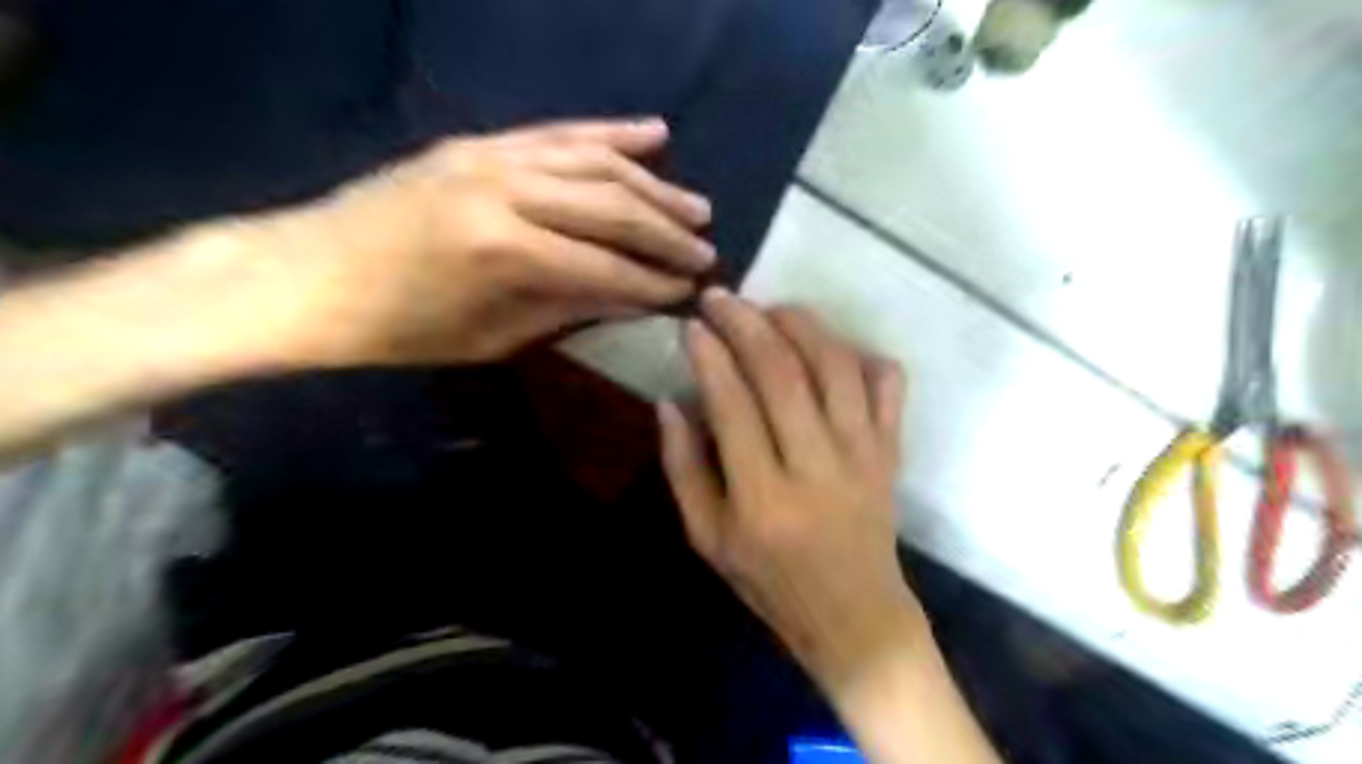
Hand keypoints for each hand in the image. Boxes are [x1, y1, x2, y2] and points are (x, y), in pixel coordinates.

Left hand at [251, 116, 713, 365]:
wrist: (306, 274)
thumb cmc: (398, 327)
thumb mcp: (490, 338)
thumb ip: (567, 309)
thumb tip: (632, 297)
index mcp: (503, 252)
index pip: (605, 267)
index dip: (654, 282)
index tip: (691, 292)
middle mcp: (505, 190)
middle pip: (612, 206)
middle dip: (667, 232)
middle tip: (707, 250)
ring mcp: (491, 155)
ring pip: (595, 162)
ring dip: (653, 184)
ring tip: (696, 205)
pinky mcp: (480, 141)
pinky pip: (558, 132)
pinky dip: (610, 134)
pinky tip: (653, 132)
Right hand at [660, 286, 925, 691]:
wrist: (856, 617)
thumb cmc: (772, 584)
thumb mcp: (709, 540)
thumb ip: (685, 469)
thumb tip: (671, 401)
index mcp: (763, 499)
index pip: (733, 405)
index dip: (710, 357)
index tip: (693, 326)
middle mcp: (817, 468)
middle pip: (784, 374)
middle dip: (748, 324)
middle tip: (721, 298)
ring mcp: (864, 456)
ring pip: (837, 367)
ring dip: (802, 325)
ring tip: (772, 309)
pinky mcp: (892, 453)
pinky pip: (888, 386)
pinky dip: (864, 354)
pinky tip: (834, 346)